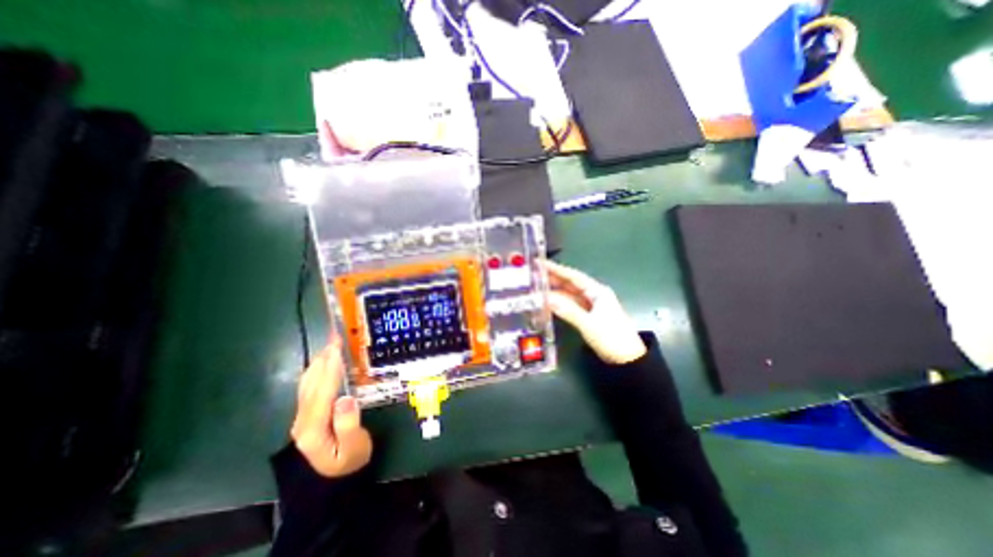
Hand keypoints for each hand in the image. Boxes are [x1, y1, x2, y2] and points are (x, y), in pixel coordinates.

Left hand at [293, 337, 375, 475]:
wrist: (335, 479)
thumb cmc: (350, 461)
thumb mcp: (354, 448)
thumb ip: (349, 424)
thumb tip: (345, 398)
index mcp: (313, 428)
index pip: (322, 392)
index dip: (330, 368)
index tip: (338, 347)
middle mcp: (302, 420)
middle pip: (313, 383)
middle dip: (325, 358)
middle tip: (336, 336)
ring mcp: (302, 416)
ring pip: (308, 382)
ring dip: (320, 361)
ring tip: (332, 342)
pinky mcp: (307, 413)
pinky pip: (310, 386)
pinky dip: (318, 369)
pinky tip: (325, 360)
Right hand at [541, 261, 647, 364]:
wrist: (627, 358)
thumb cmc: (612, 337)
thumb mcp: (589, 324)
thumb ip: (568, 310)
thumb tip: (548, 299)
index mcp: (597, 292)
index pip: (573, 276)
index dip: (556, 269)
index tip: (541, 263)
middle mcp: (594, 295)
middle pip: (570, 284)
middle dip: (553, 279)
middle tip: (534, 274)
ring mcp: (590, 306)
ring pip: (569, 295)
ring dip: (554, 291)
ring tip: (537, 287)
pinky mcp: (588, 316)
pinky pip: (570, 305)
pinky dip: (559, 303)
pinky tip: (548, 302)